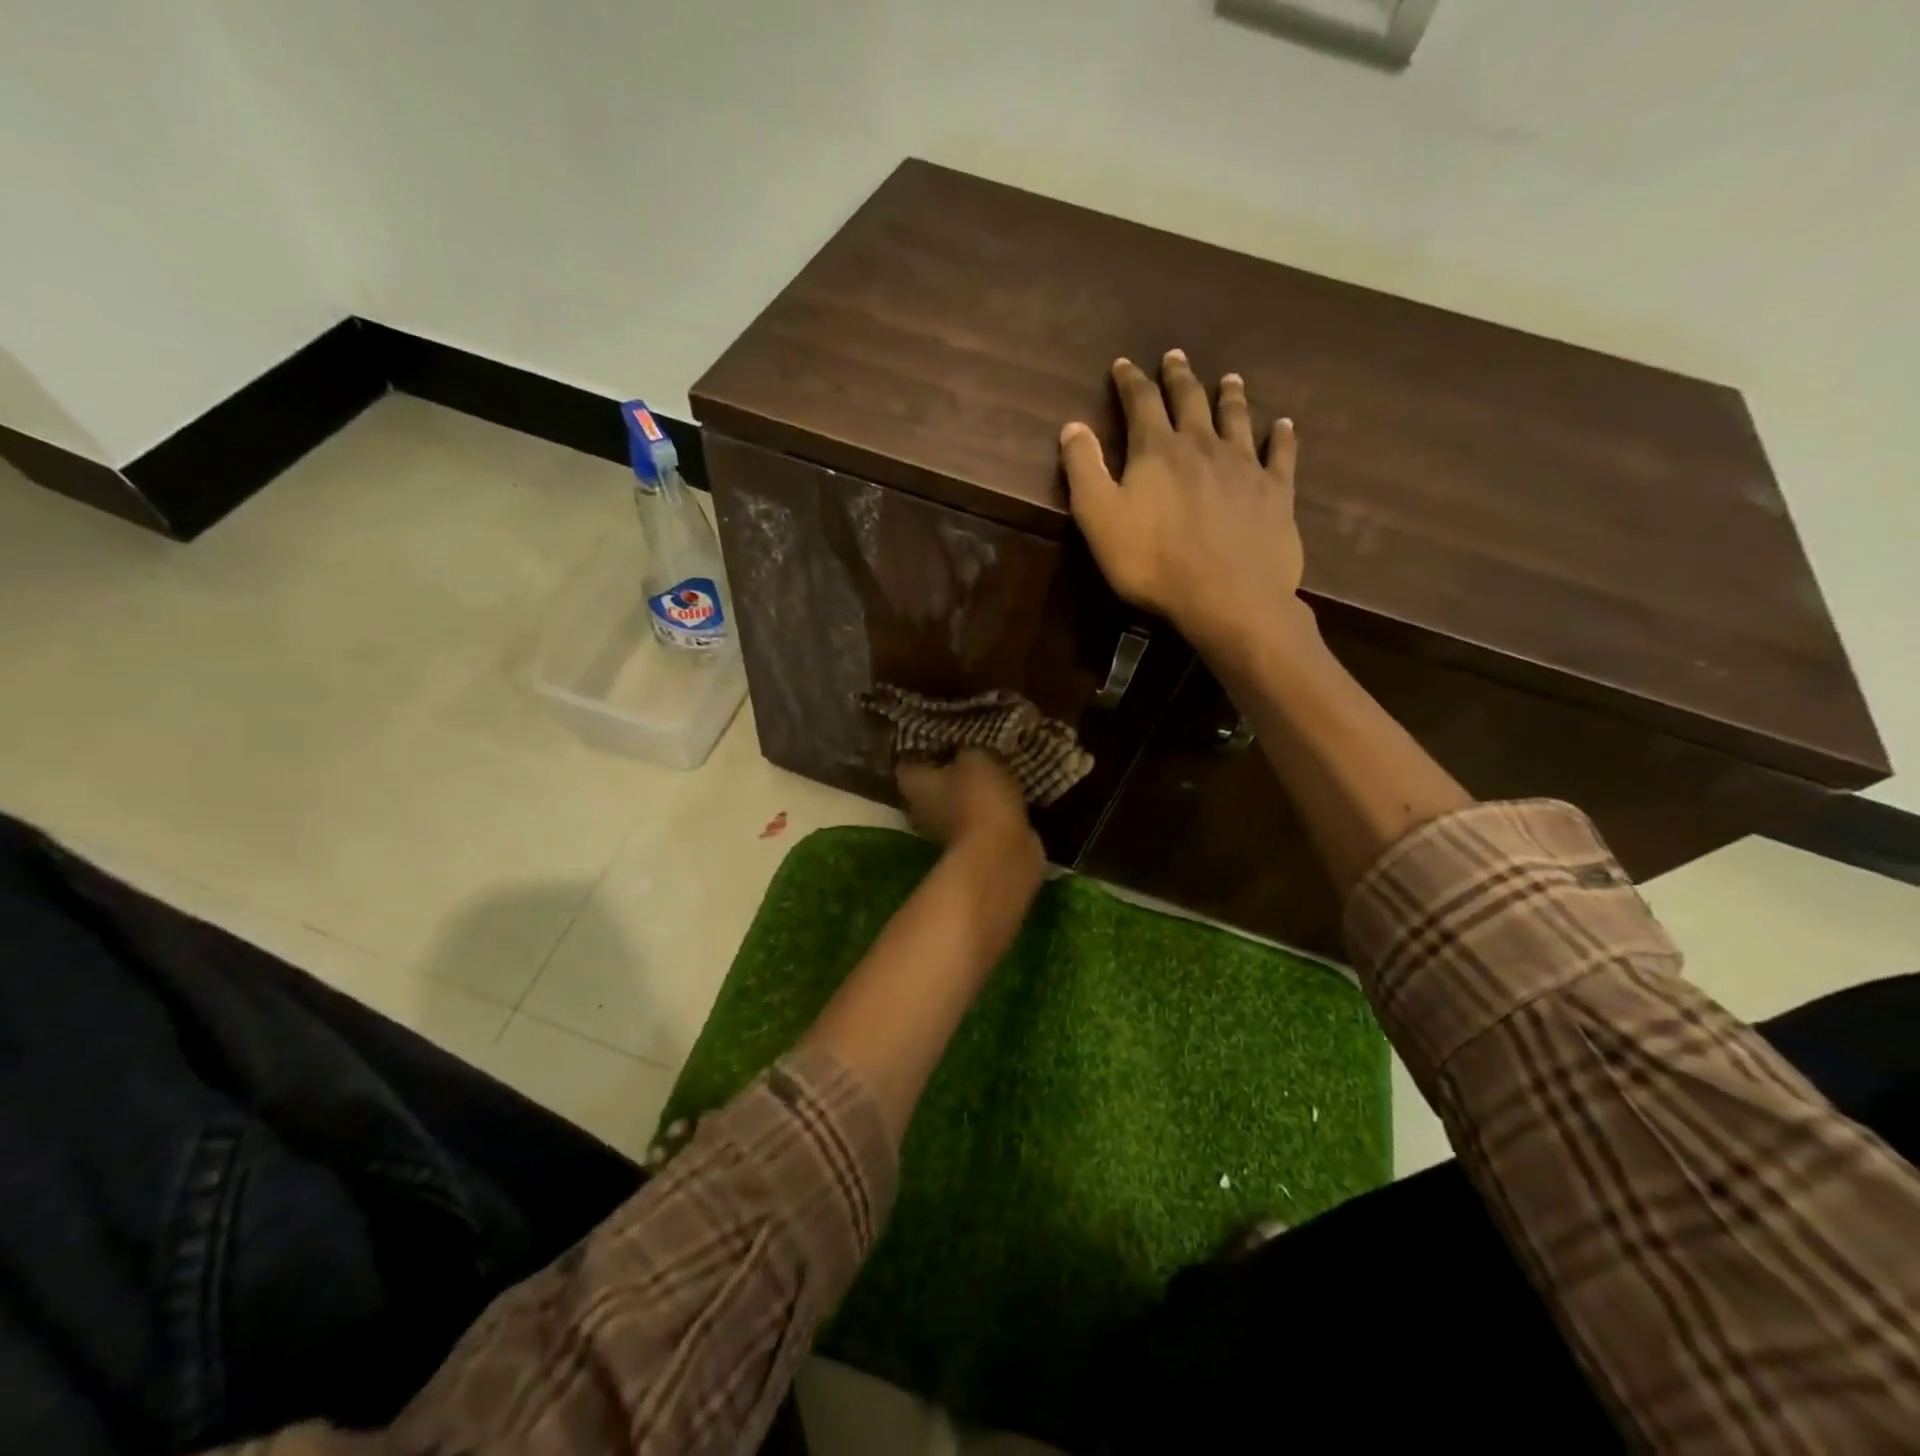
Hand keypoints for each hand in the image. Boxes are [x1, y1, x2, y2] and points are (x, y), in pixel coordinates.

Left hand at [896, 750, 1037, 859]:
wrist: (1001, 855)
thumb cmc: (979, 799)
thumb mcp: (976, 757)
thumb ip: (965, 750)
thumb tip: (964, 751)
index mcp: (912, 784)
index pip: (907, 761)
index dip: (922, 748)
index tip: (942, 737)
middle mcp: (919, 810)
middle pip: (929, 784)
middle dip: (948, 770)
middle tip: (970, 751)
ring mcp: (942, 832)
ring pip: (953, 803)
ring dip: (969, 792)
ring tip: (993, 770)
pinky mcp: (969, 847)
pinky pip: (976, 820)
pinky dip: (987, 810)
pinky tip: (1007, 794)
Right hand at [1060, 350, 1309, 652]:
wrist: (1228, 596)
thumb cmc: (1153, 562)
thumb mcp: (1099, 519)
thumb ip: (1084, 470)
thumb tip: (1072, 426)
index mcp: (1157, 451)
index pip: (1141, 403)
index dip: (1130, 381)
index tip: (1123, 365)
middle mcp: (1202, 446)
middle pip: (1190, 400)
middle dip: (1179, 377)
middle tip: (1175, 356)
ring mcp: (1244, 466)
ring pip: (1236, 418)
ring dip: (1230, 396)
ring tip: (1229, 378)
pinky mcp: (1275, 492)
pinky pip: (1281, 454)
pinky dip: (1281, 436)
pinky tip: (1283, 425)